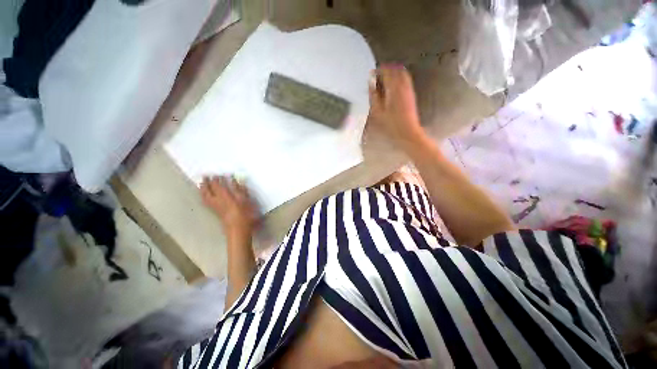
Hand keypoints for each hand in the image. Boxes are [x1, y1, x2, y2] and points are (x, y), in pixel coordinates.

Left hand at [200, 175, 258, 240]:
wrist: (238, 229)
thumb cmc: (245, 214)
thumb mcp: (245, 200)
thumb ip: (240, 189)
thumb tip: (234, 179)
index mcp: (224, 196)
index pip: (217, 185)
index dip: (216, 179)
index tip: (217, 173)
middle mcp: (216, 200)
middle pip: (207, 190)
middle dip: (206, 182)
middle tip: (205, 176)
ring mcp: (215, 207)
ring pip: (204, 196)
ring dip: (202, 189)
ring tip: (202, 184)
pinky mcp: (215, 212)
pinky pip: (206, 201)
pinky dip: (204, 196)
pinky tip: (206, 195)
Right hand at [368, 64, 424, 149]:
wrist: (407, 132)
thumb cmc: (391, 124)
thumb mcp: (378, 111)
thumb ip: (373, 96)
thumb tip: (371, 84)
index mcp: (393, 88)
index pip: (386, 71)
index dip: (378, 71)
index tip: (371, 74)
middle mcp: (403, 85)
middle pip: (395, 69)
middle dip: (386, 69)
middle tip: (378, 75)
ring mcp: (409, 89)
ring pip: (402, 73)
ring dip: (393, 73)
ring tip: (384, 79)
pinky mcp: (411, 94)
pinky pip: (406, 80)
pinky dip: (399, 78)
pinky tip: (393, 86)